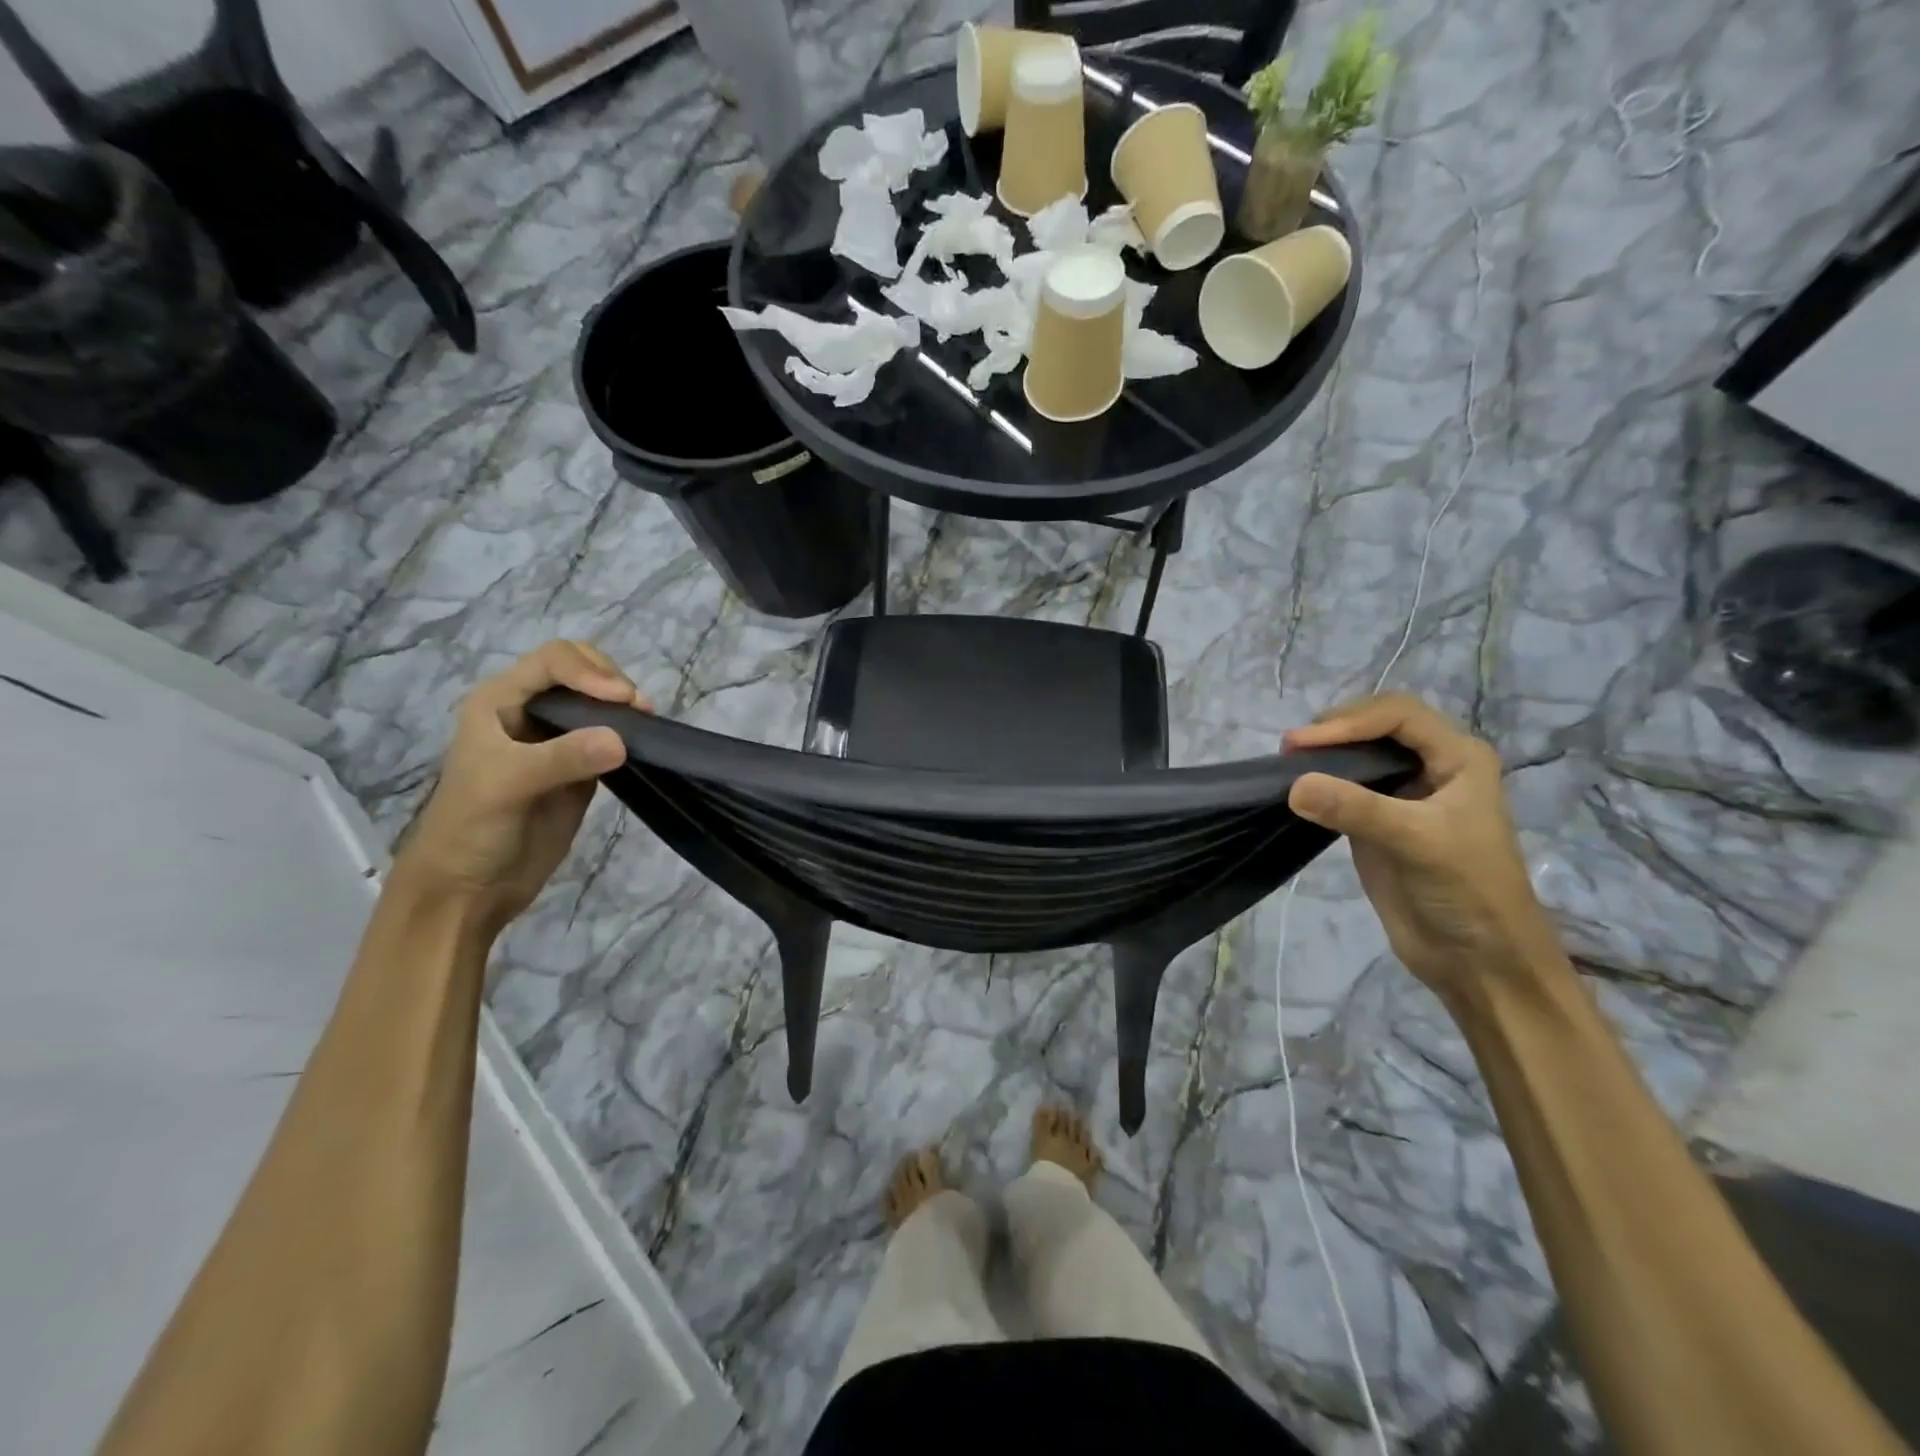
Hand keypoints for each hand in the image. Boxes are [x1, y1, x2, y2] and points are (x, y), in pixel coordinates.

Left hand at [391, 642, 646, 930]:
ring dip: (626, 708)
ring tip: (646, 725)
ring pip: (600, 705)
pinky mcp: (581, 770)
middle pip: (582, 672)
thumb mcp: (507, 784)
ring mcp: (558, 742)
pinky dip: (630, 736)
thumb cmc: (470, 828)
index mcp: (500, 701)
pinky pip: (611, 739)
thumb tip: (622, 739)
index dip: (589, 671)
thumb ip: (562, 757)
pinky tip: (643, 745)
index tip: (620, 699)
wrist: (468, 889)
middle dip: (612, 682)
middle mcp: (530, 712)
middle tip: (638, 710)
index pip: (553, 661)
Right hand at [1283, 695, 1566, 999]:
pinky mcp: (1376, 822)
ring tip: (1287, 763)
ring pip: (1357, 754)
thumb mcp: (1417, 842)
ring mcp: (1402, 794)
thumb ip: (1356, 809)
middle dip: (1334, 730)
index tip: (1304, 743)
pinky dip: (1319, 782)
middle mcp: (1432, 766)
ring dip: (1323, 754)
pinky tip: (1296, 789)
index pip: (1398, 715)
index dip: (1350, 721)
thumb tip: (1293, 785)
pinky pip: (1343, 788)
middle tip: (1291, 750)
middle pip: (1375, 726)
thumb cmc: (1467, 890)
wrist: (1478, 959)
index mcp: (1458, 757)